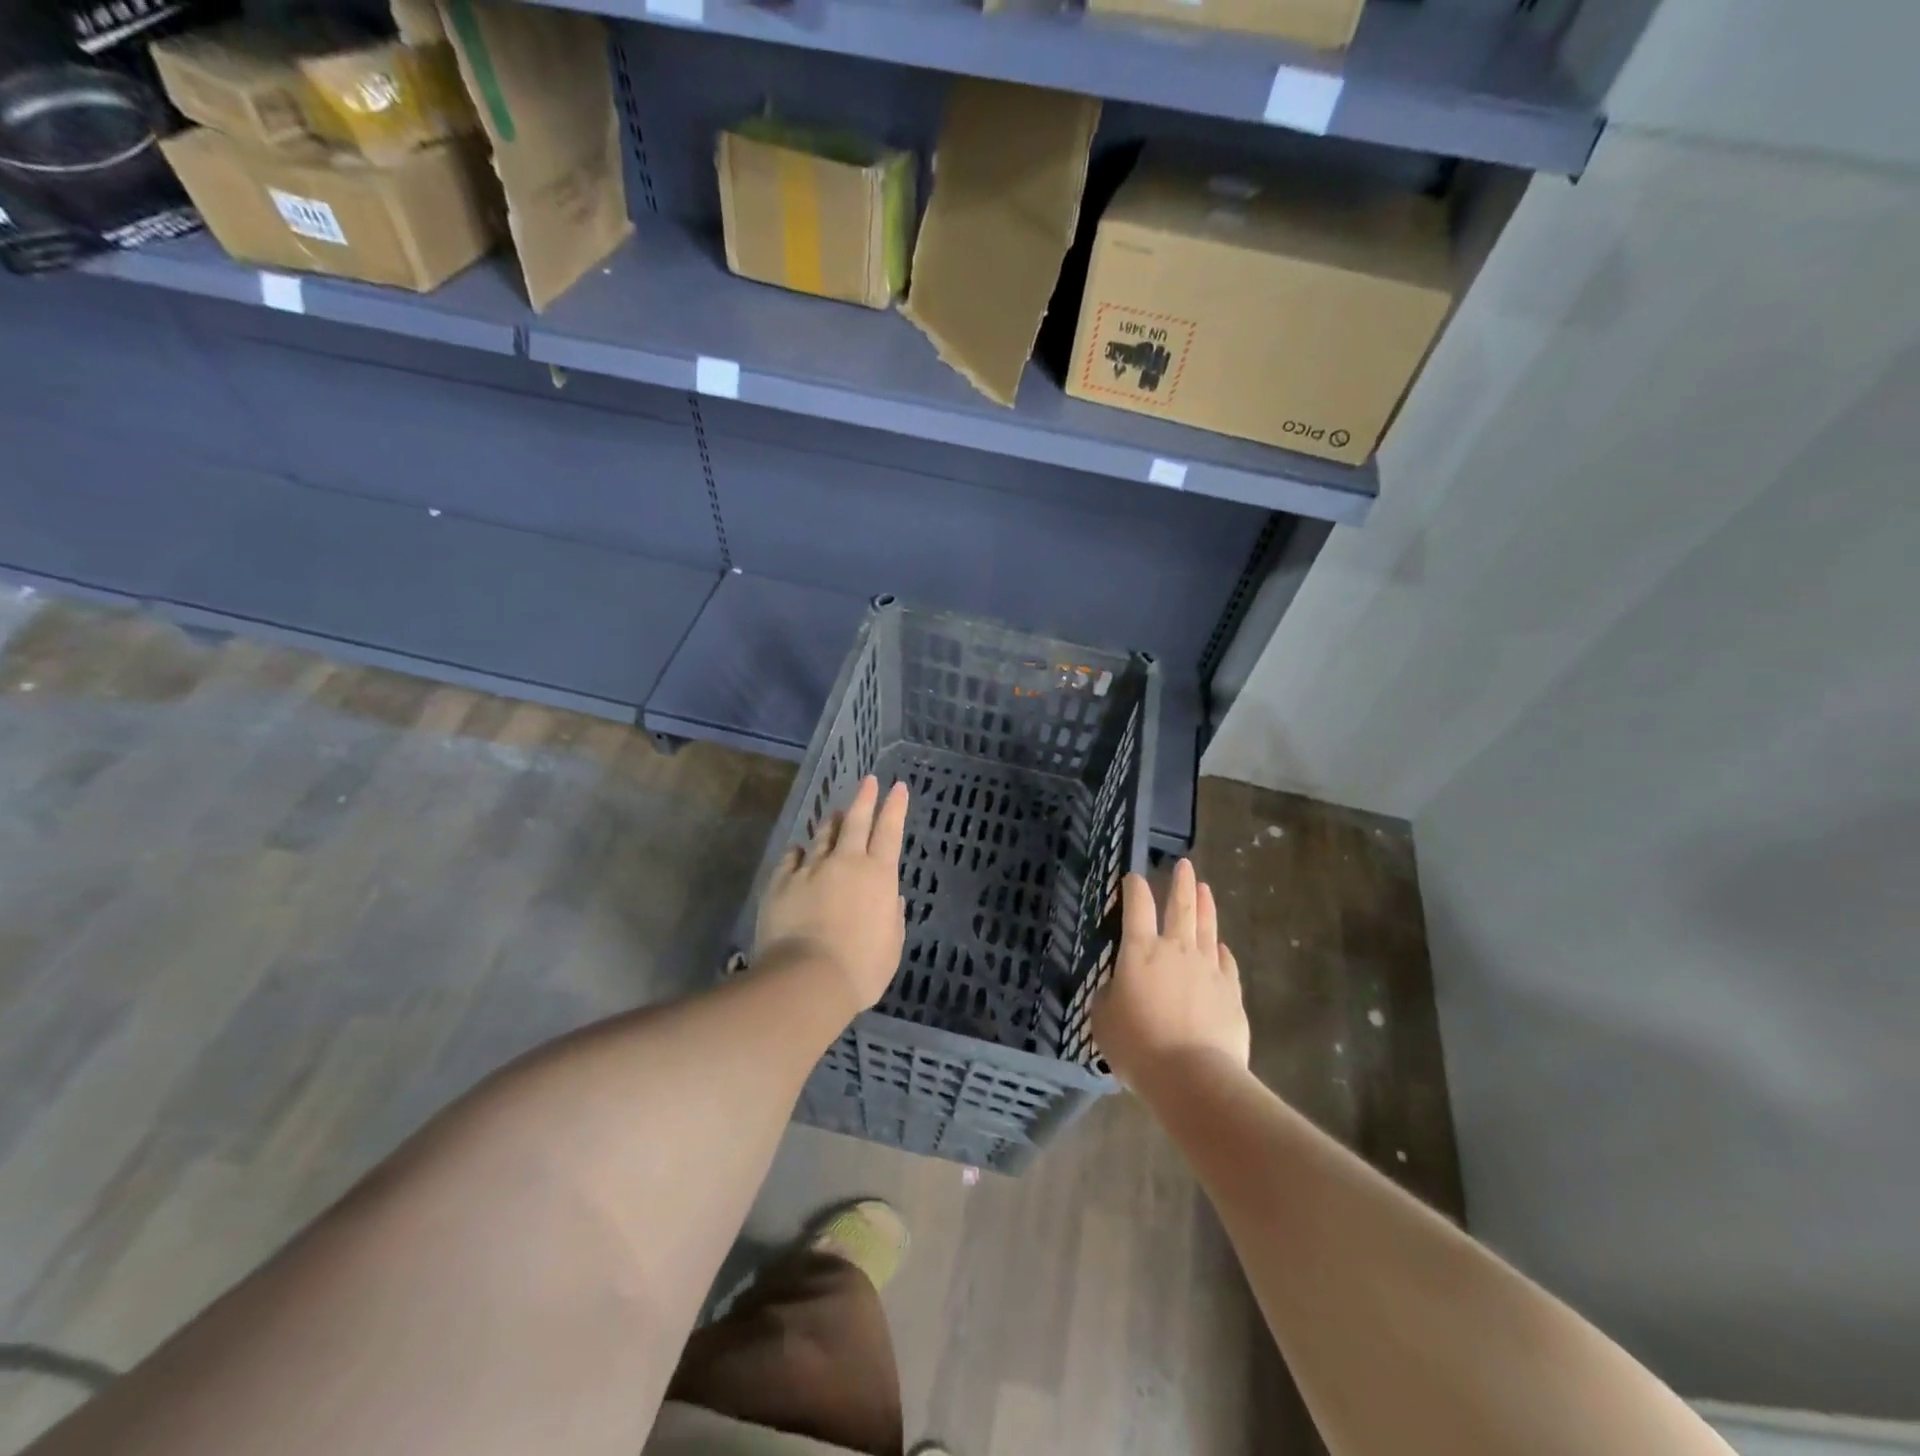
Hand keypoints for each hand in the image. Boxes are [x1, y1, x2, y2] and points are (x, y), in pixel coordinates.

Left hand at [753, 775, 908, 1018]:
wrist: (807, 979)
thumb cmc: (862, 968)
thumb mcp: (892, 944)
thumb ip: (893, 916)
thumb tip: (891, 897)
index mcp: (879, 875)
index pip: (890, 831)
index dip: (895, 807)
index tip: (898, 787)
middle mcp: (846, 863)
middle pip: (856, 821)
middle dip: (864, 798)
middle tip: (868, 781)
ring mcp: (810, 869)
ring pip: (823, 836)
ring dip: (831, 822)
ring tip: (834, 813)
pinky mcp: (781, 882)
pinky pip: (791, 858)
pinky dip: (798, 852)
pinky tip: (798, 850)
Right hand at [1092, 858, 1248, 1087]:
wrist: (1193, 1075)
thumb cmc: (1138, 1046)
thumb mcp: (1104, 1020)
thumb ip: (1109, 996)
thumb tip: (1118, 988)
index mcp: (1140, 951)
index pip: (1136, 906)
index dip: (1134, 888)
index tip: (1133, 877)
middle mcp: (1176, 950)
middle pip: (1181, 906)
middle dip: (1181, 883)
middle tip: (1184, 865)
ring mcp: (1208, 968)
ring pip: (1207, 927)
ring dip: (1205, 905)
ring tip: (1205, 888)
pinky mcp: (1231, 991)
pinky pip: (1226, 962)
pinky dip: (1221, 950)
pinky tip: (1220, 947)